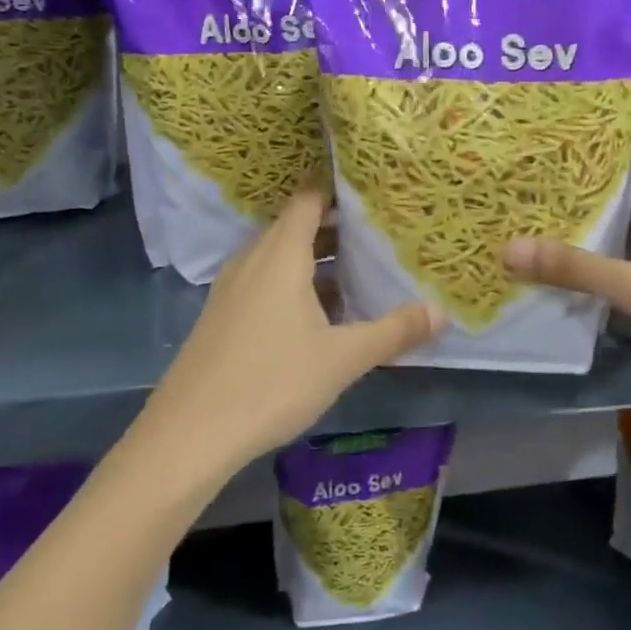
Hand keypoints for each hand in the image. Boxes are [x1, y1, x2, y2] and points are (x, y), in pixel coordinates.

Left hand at [142, 189, 443, 475]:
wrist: (189, 435)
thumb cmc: (272, 383)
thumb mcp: (343, 359)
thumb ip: (394, 332)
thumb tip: (441, 313)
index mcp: (280, 255)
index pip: (308, 201)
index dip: (339, 194)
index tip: (374, 200)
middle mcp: (252, 260)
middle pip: (295, 226)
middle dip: (335, 228)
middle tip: (378, 237)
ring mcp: (231, 288)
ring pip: (278, 256)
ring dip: (313, 259)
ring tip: (356, 273)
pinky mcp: (221, 316)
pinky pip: (263, 281)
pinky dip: (292, 283)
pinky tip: (316, 316)